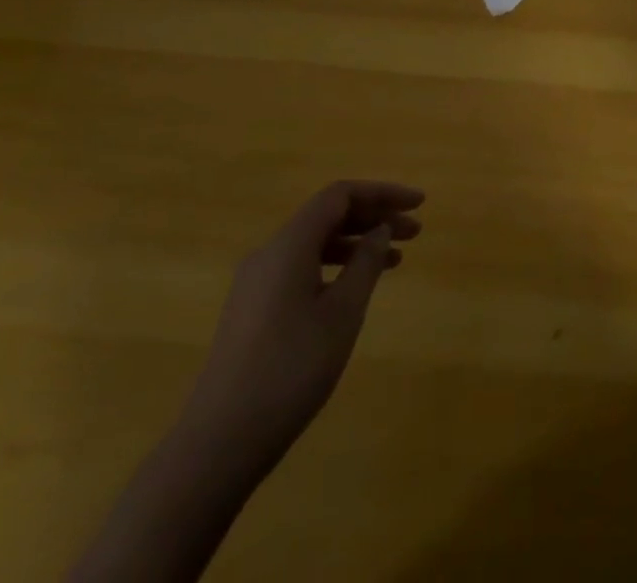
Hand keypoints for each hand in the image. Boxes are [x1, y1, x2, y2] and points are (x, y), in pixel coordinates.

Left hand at [178, 180, 424, 474]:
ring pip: (315, 244)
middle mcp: (269, 254)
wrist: (218, 444)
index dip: (382, 193)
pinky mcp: (252, 311)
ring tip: (395, 261)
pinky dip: (335, 267)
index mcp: (289, 245)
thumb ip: (366, 263)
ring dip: (356, 244)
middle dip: (373, 217)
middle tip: (414, 232)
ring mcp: (255, 284)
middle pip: (328, 216)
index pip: (340, 195)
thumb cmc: (290, 369)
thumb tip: (380, 230)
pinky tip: (354, 290)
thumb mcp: (342, 313)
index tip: (418, 205)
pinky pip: (301, 268)